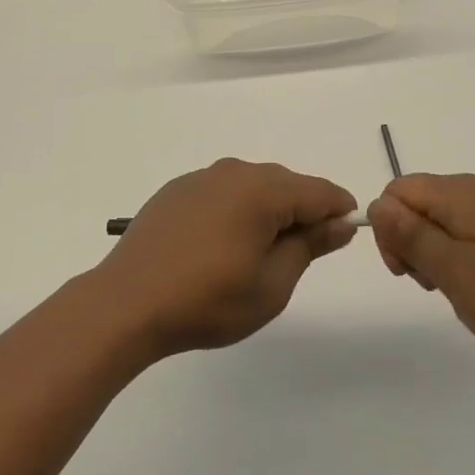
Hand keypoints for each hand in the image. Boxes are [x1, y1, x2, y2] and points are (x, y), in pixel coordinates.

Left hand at [95, 159, 358, 357]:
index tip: (346, 234)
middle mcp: (233, 172)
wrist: (128, 302)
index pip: (318, 191)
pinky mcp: (177, 190)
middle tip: (302, 255)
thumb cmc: (207, 300)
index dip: (339, 210)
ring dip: (268, 211)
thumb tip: (339, 222)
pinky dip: (236, 210)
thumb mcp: (271, 284)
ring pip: (252, 186)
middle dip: (302, 211)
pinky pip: (222, 191)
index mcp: (262, 190)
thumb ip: (309, 246)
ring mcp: (201, 178)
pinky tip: (223, 245)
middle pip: (285, 184)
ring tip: (261, 254)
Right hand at [369, 174, 474, 372]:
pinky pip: (468, 234)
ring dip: (436, 255)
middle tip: (433, 287)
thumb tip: (376, 205)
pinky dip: (461, 259)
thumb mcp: (454, 272)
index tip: (406, 272)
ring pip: (442, 221)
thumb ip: (410, 235)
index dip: (389, 229)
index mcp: (459, 194)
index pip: (397, 191)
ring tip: (459, 293)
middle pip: (418, 203)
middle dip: (411, 242)